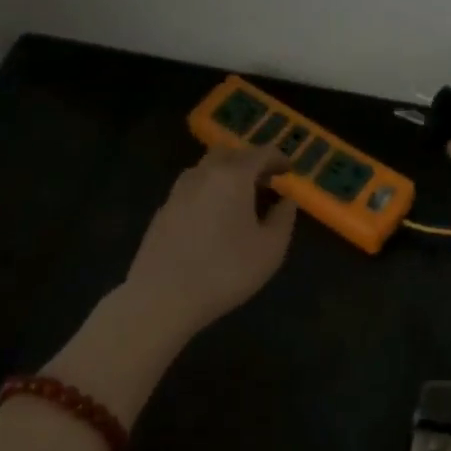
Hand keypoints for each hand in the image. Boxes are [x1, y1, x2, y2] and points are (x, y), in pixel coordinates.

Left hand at [123, 145, 297, 337]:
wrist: (161, 297)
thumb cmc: (224, 271)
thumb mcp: (270, 249)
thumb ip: (284, 218)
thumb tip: (286, 200)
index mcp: (233, 176)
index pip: (261, 153)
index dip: (278, 159)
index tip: (289, 171)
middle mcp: (204, 173)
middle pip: (231, 154)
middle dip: (251, 163)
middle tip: (265, 182)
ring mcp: (179, 190)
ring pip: (208, 168)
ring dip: (228, 175)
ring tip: (241, 199)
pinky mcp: (163, 209)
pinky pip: (193, 188)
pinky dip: (210, 191)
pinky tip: (214, 217)